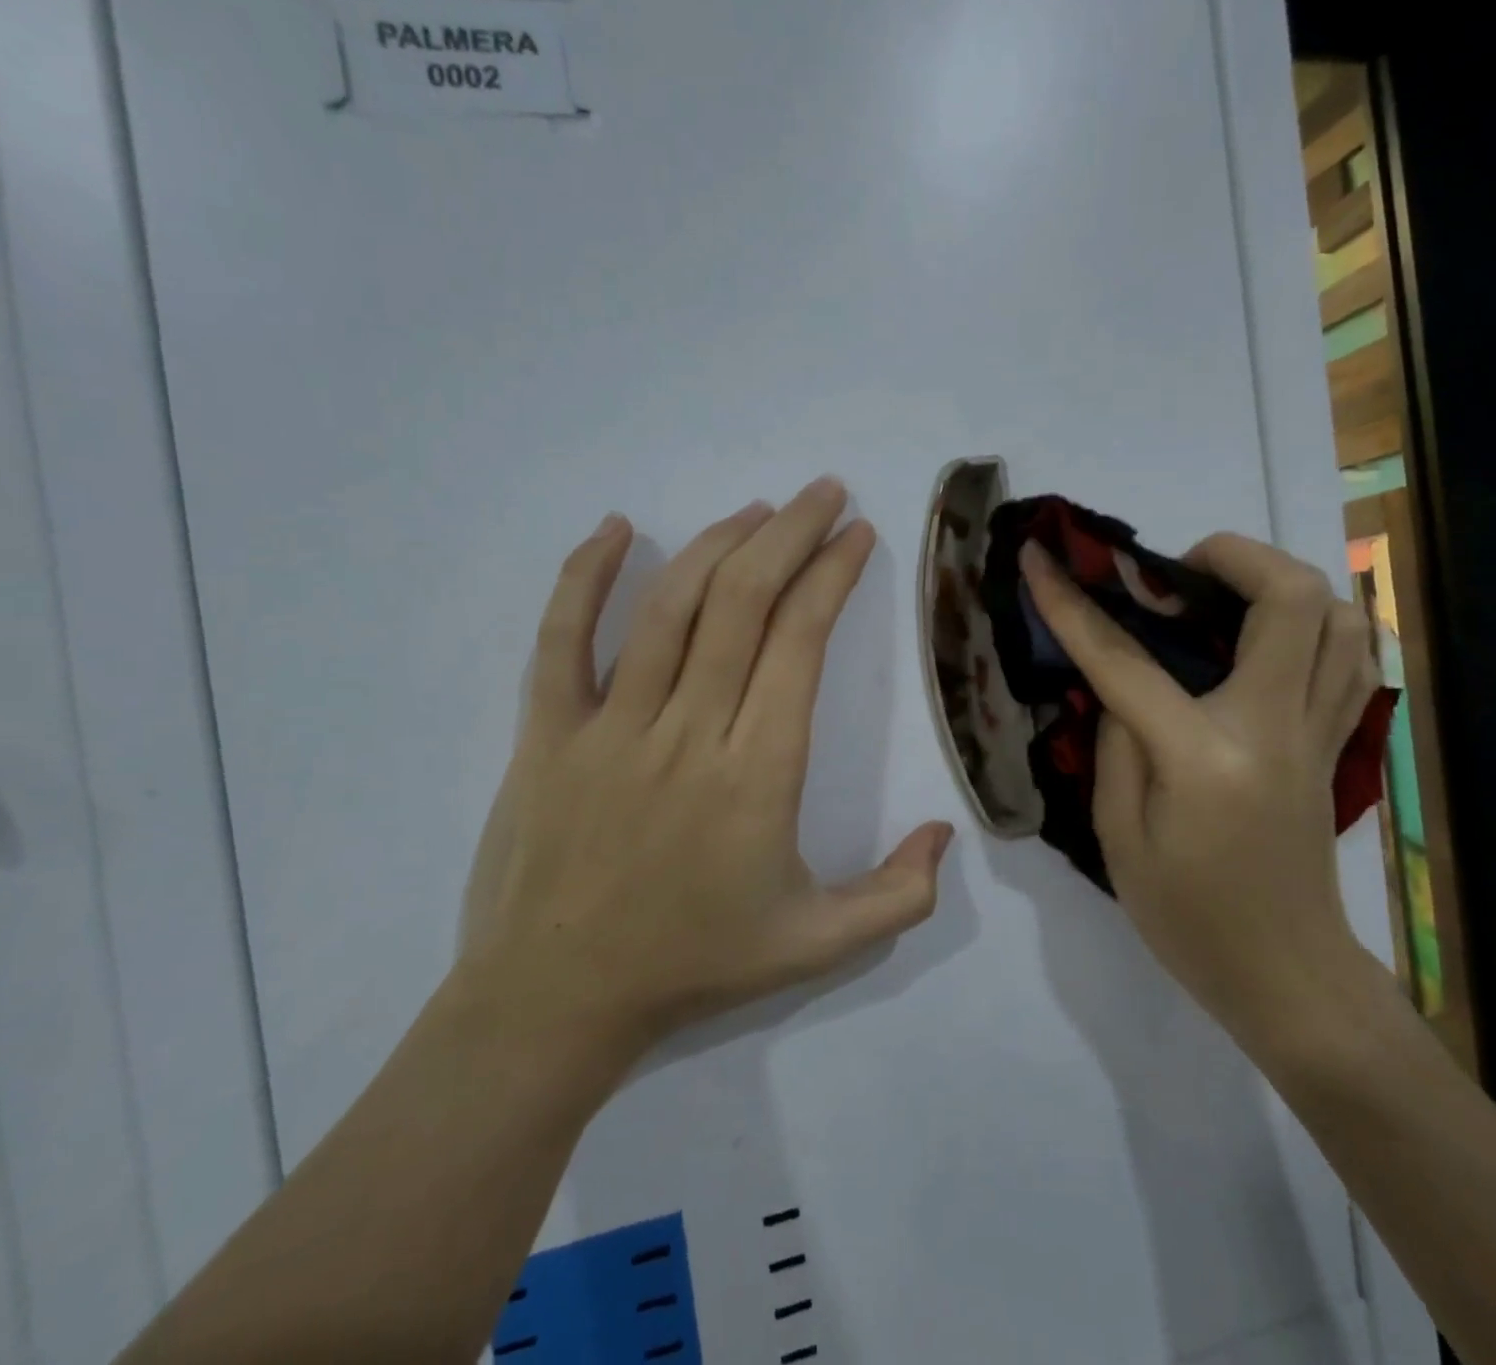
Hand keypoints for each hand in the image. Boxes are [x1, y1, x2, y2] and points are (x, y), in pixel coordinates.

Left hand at [458, 479, 953, 1064]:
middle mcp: (689, 732)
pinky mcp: (548, 734)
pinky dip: (586, 576)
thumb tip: (947, 831)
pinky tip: (618, 529)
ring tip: (757, 510)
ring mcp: (610, 727)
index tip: (856, 535)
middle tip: (823, 494)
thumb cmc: (691, 966)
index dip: (832, 577)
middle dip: (791, 535)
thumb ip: (896, 896)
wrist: (555, 1002)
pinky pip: (561, 638)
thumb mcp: (816, 947)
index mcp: (758, 774)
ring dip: (718, 543)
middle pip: (743, 604)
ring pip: (669, 608)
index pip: (800, 643)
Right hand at [1020, 533, 1384, 1046]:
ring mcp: (1319, 732)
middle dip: (1232, 555)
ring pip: (1340, 617)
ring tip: (1223, 597)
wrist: (1287, 977)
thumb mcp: (1119, 839)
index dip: (1071, 604)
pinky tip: (1270, 638)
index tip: (1041, 558)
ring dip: (1281, 583)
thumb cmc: (1189, 919)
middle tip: (1175, 572)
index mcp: (1204, 757)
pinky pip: (1352, 658)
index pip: (1126, 660)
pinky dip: (1317, 625)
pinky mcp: (1337, 745)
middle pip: (1290, 599)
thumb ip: (1116, 747)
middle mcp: (1275, 727)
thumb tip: (1122, 688)